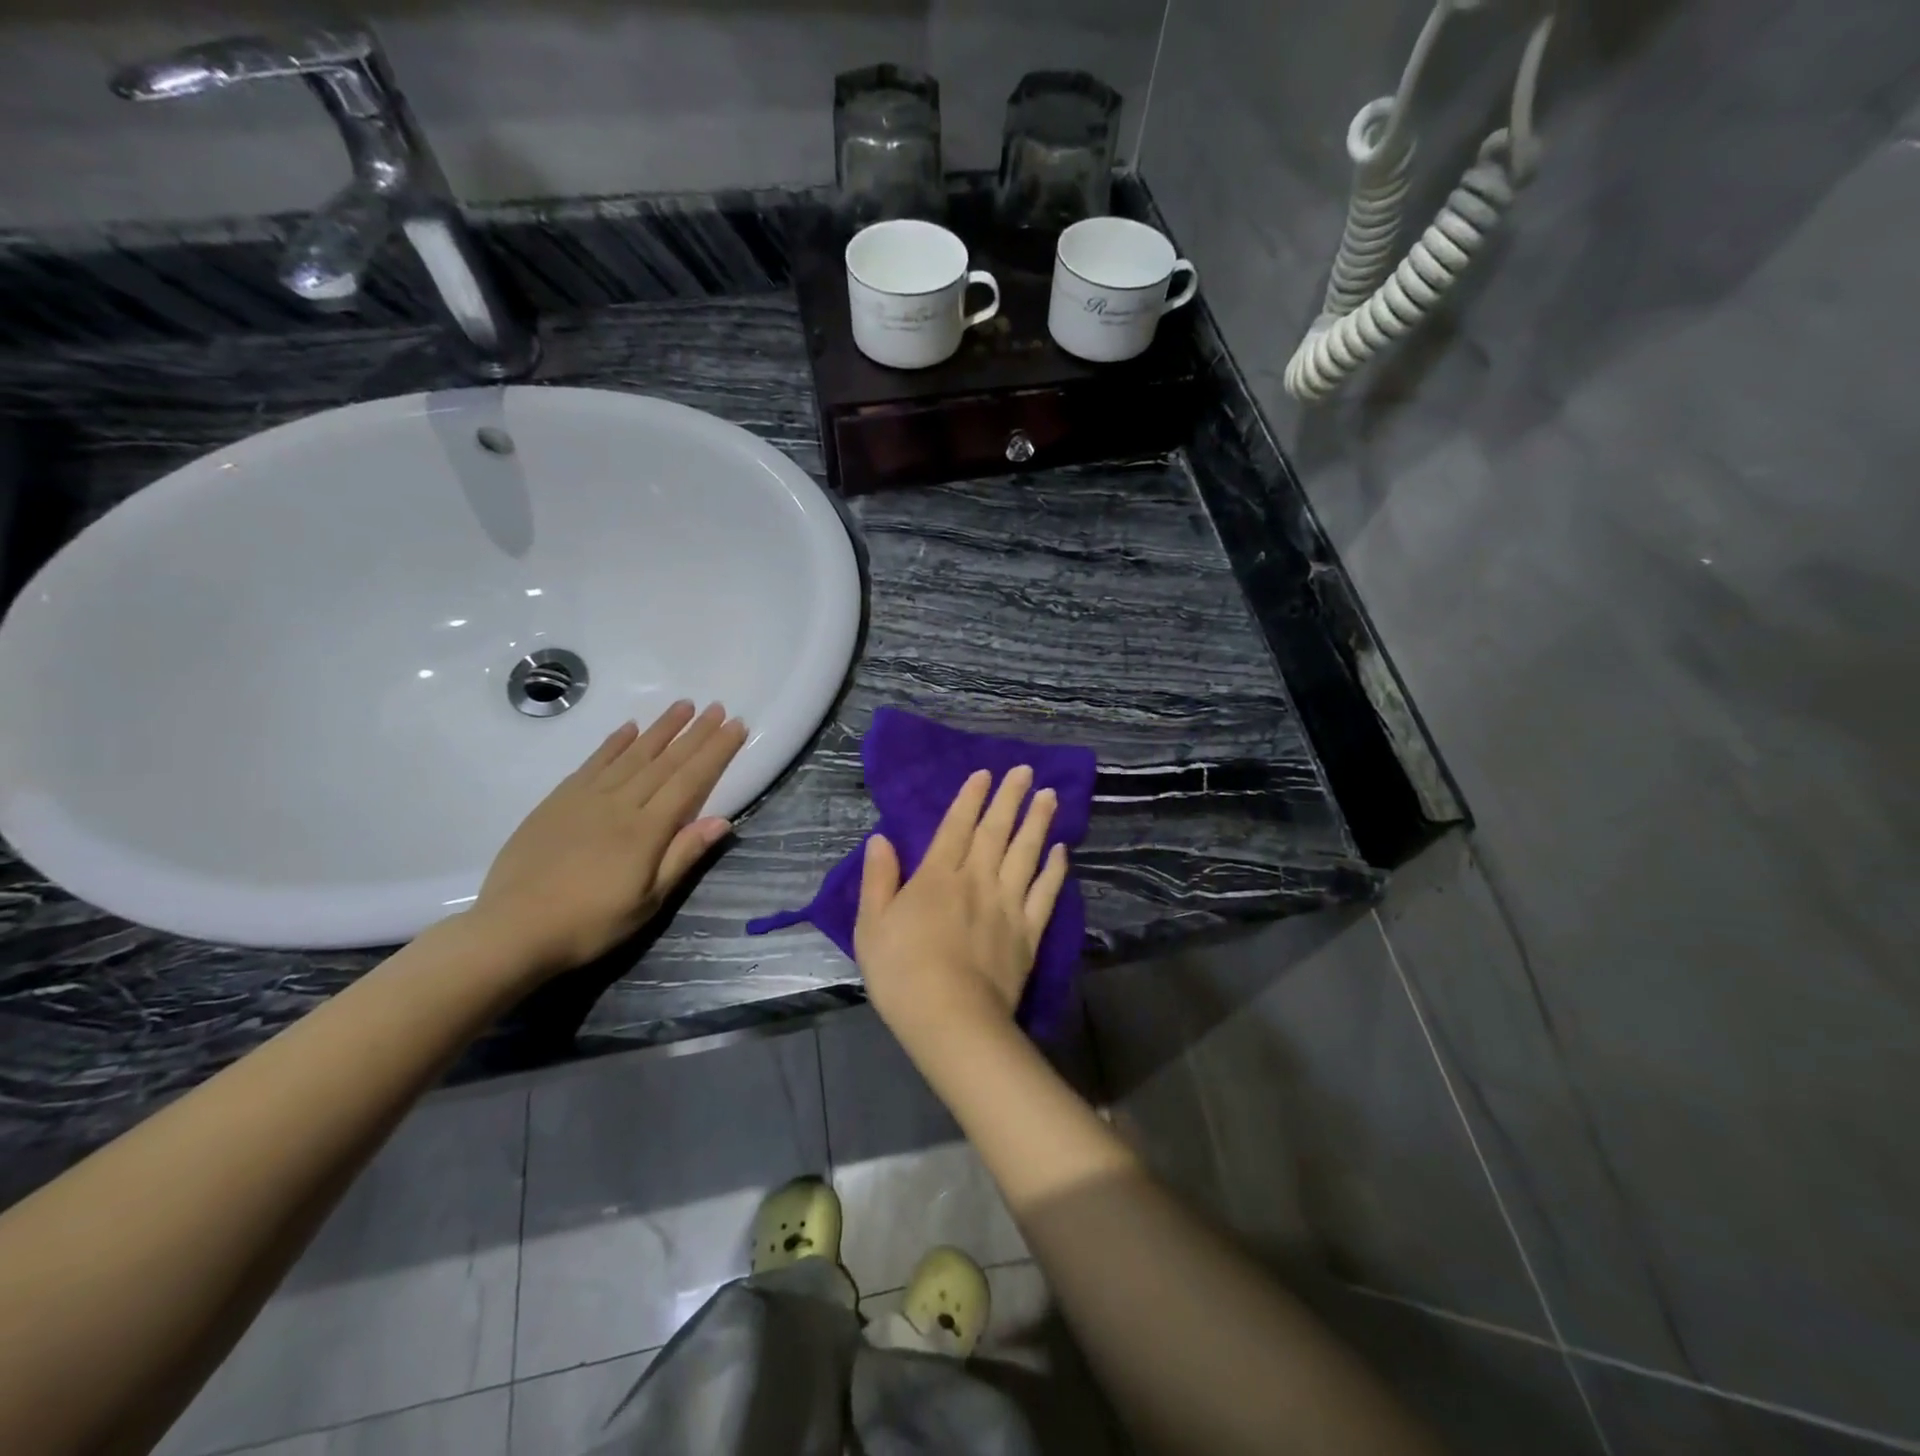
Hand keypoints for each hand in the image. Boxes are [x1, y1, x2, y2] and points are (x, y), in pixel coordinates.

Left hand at [473, 701, 748, 976]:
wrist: (513, 930)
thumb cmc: (590, 923)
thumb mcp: (648, 902)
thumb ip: (682, 856)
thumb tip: (721, 820)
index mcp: (646, 830)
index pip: (690, 780)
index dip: (715, 751)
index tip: (736, 726)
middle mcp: (620, 804)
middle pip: (665, 761)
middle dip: (695, 733)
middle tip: (717, 707)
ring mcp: (586, 798)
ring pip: (631, 754)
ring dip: (660, 728)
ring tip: (683, 705)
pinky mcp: (558, 801)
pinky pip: (593, 763)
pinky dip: (614, 743)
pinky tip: (629, 728)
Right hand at [854, 766, 1070, 1055]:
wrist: (952, 1019)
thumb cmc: (902, 974)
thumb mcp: (872, 926)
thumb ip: (878, 879)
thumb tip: (881, 839)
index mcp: (937, 877)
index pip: (956, 827)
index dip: (970, 798)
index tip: (985, 774)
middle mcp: (976, 880)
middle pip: (995, 831)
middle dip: (1010, 798)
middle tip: (1026, 771)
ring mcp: (1007, 904)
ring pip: (1026, 854)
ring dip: (1038, 823)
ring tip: (1050, 796)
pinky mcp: (1029, 932)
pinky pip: (1045, 893)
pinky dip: (1055, 870)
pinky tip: (1061, 851)